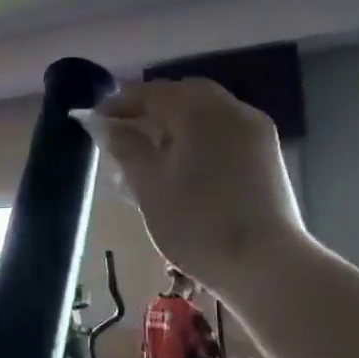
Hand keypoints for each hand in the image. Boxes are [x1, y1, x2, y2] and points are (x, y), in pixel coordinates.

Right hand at [78, 78, 308, 294]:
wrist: (265, 265)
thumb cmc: (196, 223)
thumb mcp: (149, 185)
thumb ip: (125, 147)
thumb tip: (103, 124)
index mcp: (199, 110)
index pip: (151, 93)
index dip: (118, 104)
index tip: (93, 121)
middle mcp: (231, 109)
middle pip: (181, 97)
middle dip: (148, 110)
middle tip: (120, 132)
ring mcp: (254, 131)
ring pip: (204, 114)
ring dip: (172, 124)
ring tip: (146, 153)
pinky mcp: (265, 155)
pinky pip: (222, 132)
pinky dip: (196, 138)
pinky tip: (180, 166)